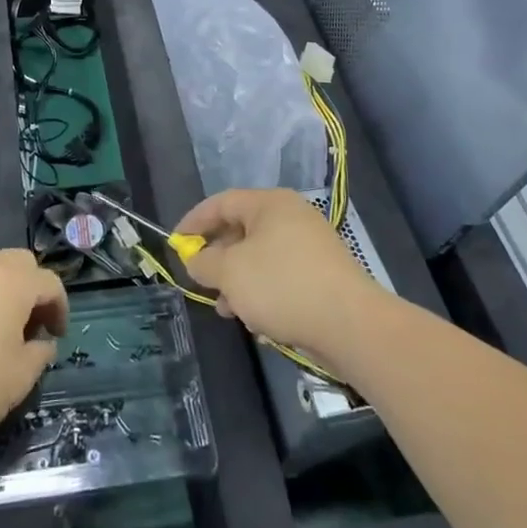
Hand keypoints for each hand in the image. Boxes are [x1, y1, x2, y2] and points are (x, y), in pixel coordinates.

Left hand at [0, 248, 67, 445]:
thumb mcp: (20, 378)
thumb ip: (40, 354)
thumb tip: (43, 344)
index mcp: (14, 281)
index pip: (50, 283)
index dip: (60, 309)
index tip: (56, 337)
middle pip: (20, 263)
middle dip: (32, 289)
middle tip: (31, 324)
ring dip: (3, 289)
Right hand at [178, 189, 386, 359]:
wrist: (350, 324)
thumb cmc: (282, 285)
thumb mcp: (230, 272)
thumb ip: (204, 262)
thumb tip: (196, 259)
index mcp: (270, 204)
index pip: (221, 202)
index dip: (194, 221)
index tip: (176, 243)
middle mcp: (292, 217)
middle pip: (241, 231)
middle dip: (218, 259)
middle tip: (202, 282)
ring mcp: (310, 246)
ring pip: (260, 258)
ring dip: (238, 282)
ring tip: (228, 311)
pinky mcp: (323, 275)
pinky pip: (281, 278)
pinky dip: (264, 294)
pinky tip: (259, 323)